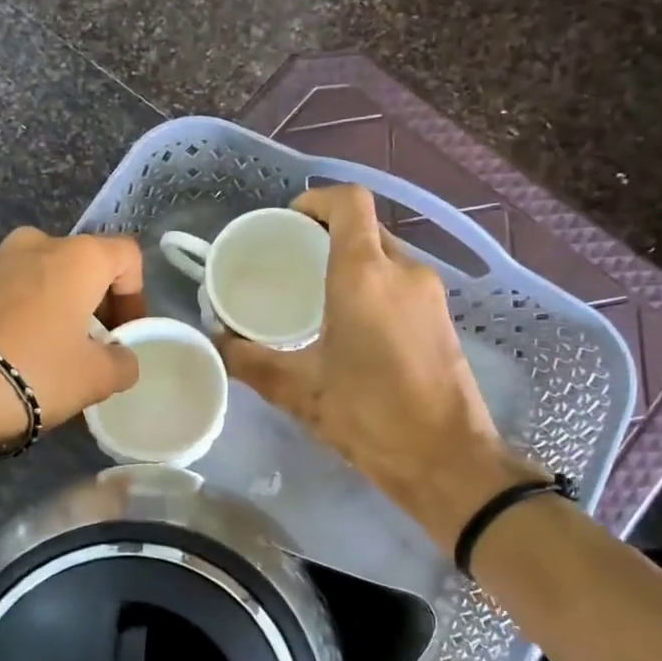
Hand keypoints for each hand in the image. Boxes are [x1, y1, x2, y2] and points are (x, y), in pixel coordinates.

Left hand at [0, 227, 146, 453]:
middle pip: (82, 266)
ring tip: (51, 356)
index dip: (136, 296)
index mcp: (77, 256)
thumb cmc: (33, 372)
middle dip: (94, 305)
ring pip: (41, 279)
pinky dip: (21, 318)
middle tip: (93, 349)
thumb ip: (123, 362)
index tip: (125, 336)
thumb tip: (119, 357)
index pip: (127, 256)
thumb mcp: (96, 378)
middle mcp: (34, 245)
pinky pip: (7, 295)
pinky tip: (13, 357)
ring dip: (55, 310)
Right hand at [217, 185, 540, 549]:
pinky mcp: (443, 319)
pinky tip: (352, 328)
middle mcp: (404, 271)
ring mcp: (430, 294)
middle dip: (327, 236)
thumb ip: (250, 361)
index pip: (348, 202)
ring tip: (316, 297)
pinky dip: (374, 288)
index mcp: (365, 274)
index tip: (288, 223)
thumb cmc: (369, 415)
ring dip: (352, 264)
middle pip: (365, 228)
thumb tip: (215, 343)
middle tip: (291, 265)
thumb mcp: (299, 390)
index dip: (316, 200)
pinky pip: (402, 284)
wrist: (446, 460)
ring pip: (386, 257)